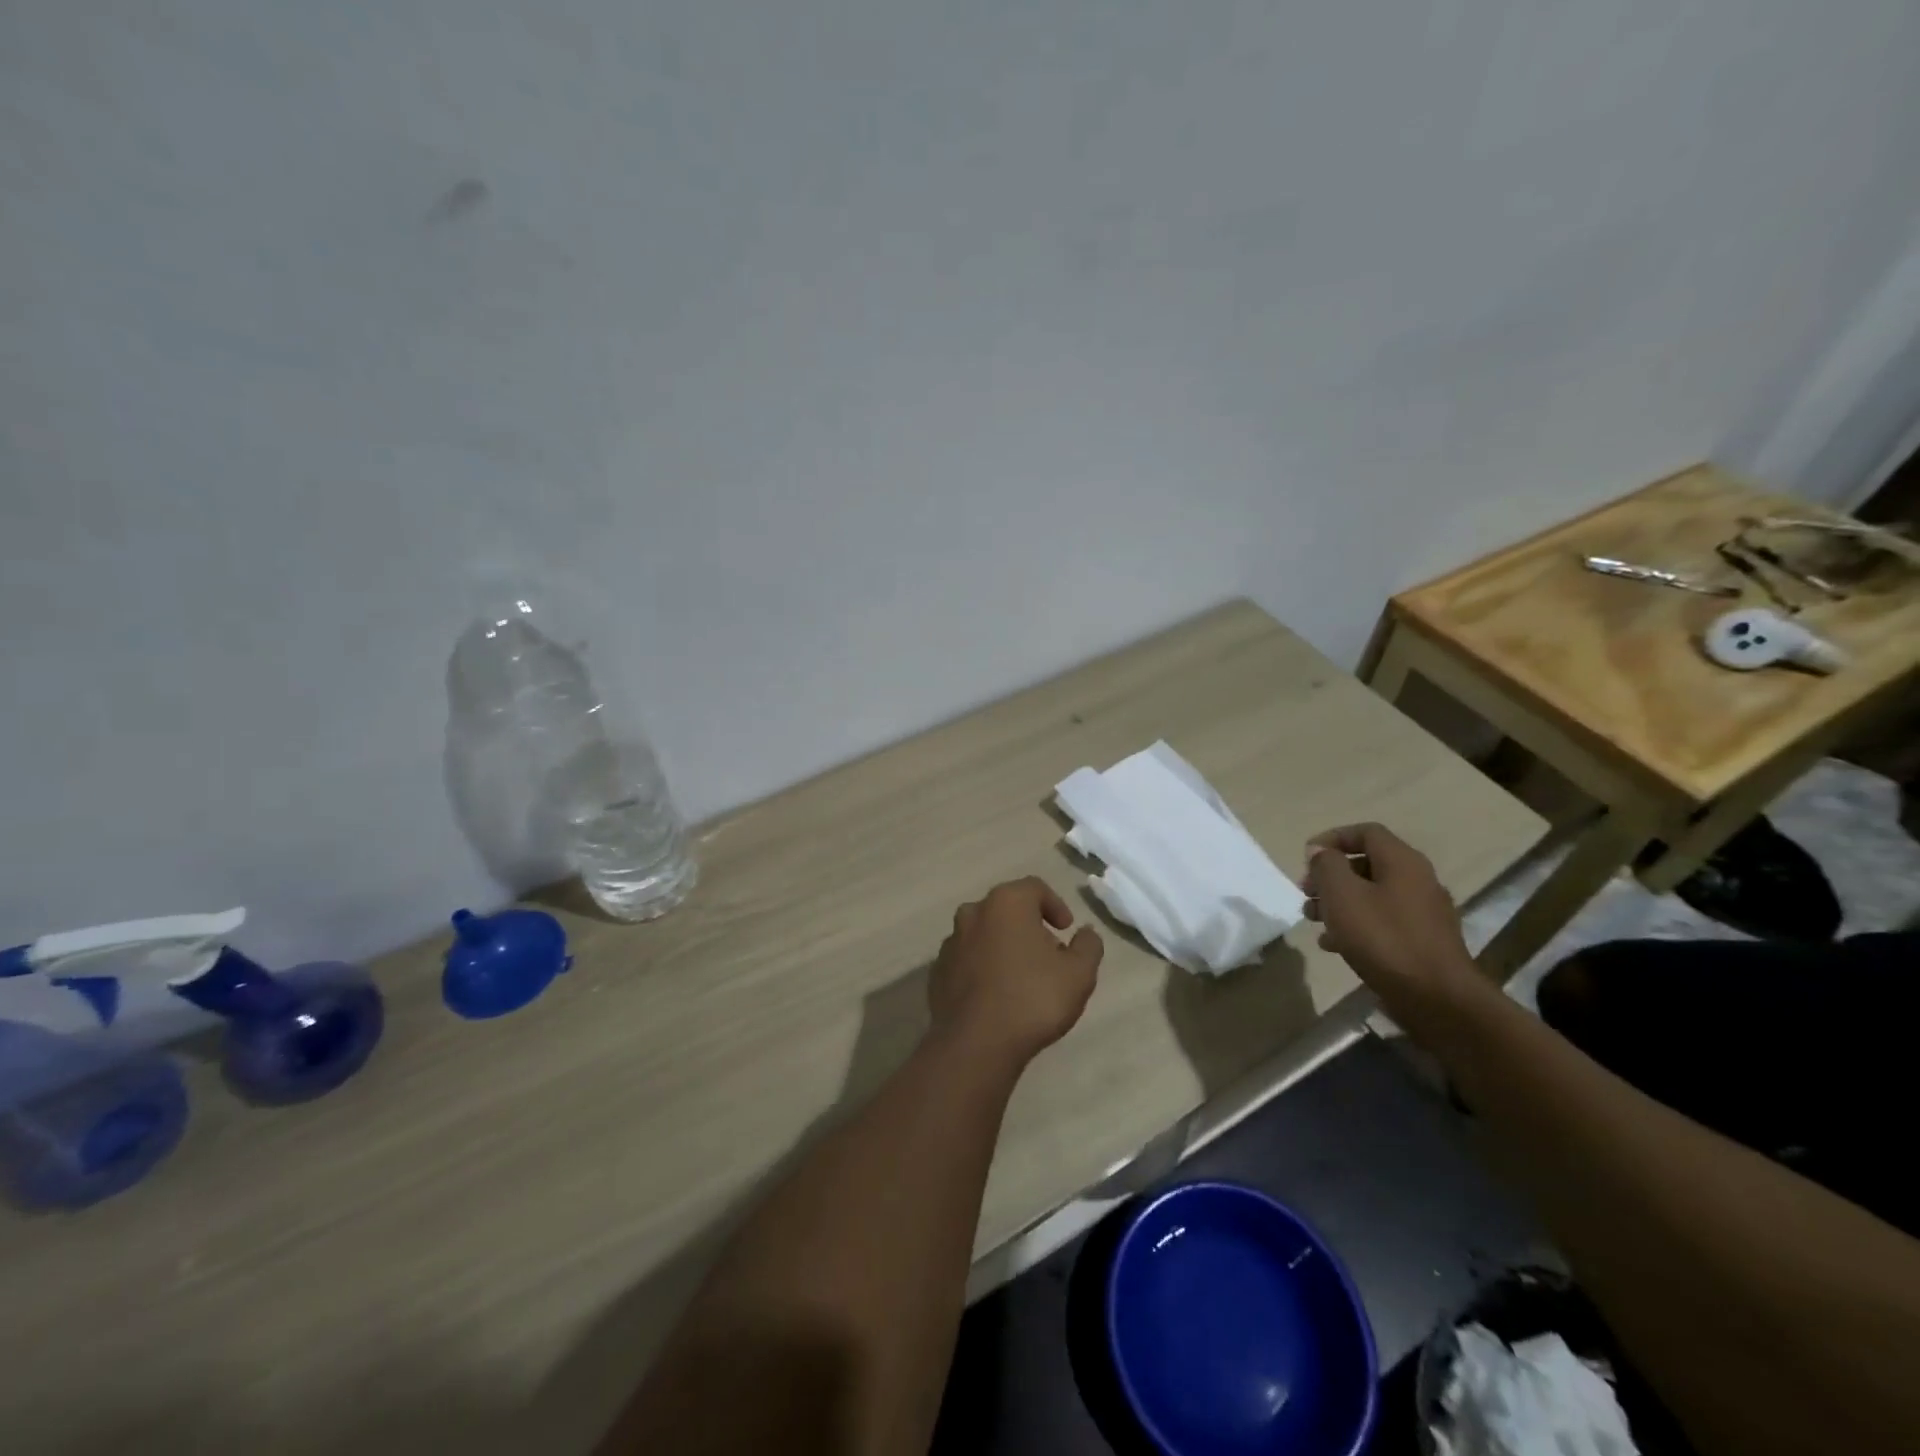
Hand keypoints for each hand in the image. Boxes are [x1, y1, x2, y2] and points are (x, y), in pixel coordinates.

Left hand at [930, 877, 1103, 1068]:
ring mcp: (950, 942)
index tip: (1066, 930)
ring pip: (984, 933)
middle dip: (1029, 926)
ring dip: (1004, 946)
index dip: (1055, 905)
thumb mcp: (1079, 974)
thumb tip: (1085, 933)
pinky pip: (967, 960)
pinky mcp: (937, 972)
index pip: (1034, 888)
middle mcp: (973, 913)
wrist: (975, 1044)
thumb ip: (1088, 946)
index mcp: (1006, 903)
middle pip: (1007, 909)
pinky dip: (983, 968)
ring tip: (1022, 978)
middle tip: (1048, 954)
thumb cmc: (1032, 999)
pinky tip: (996, 996)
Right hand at [1302, 823, 1476, 1017]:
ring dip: (1339, 902)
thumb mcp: (1342, 895)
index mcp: (1402, 862)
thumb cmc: (1383, 938)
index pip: (1366, 832)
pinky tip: (1334, 944)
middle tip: (1306, 893)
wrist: (1437, 999)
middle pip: (1367, 864)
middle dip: (1331, 875)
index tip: (1306, 858)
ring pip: (1372, 895)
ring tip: (1313, 920)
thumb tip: (1320, 851)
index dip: (1332, 838)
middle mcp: (1418, 880)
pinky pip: (1383, 921)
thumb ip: (1327, 865)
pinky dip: (1356, 925)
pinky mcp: (1423, 942)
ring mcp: (1424, 913)